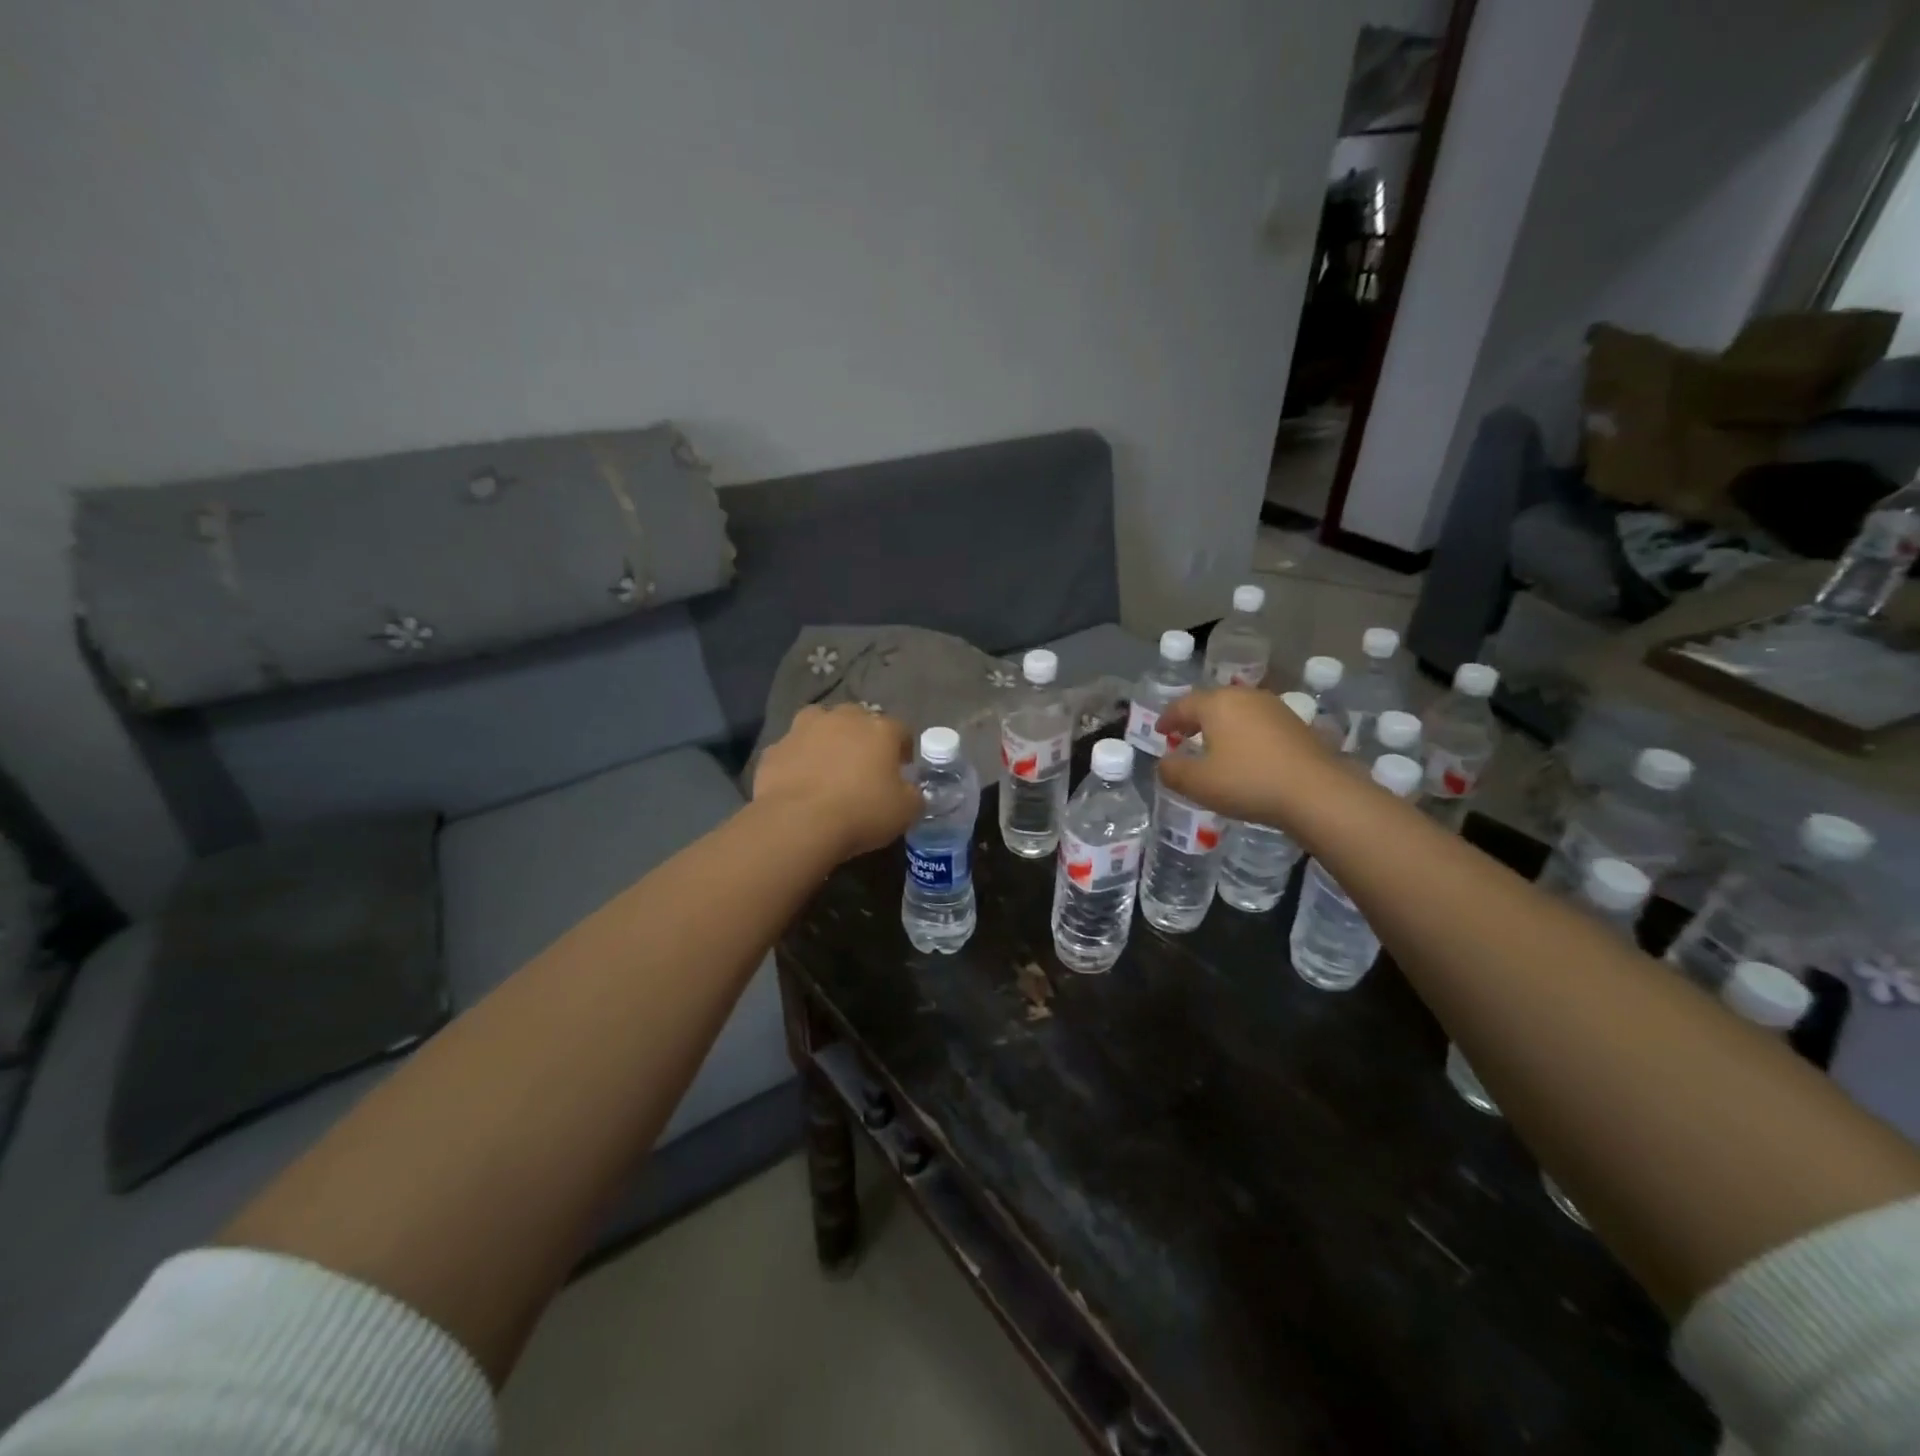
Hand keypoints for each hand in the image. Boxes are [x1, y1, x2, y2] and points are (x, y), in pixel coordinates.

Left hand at [753, 704, 921, 860]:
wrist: (798, 823)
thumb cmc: (862, 812)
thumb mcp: (906, 811)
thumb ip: (913, 795)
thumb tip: (910, 790)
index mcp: (880, 729)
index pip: (900, 730)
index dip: (903, 749)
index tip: (901, 770)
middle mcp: (843, 718)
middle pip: (858, 718)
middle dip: (863, 737)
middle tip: (863, 766)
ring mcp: (804, 729)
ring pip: (820, 723)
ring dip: (826, 738)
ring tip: (827, 765)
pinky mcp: (775, 748)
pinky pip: (792, 750)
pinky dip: (797, 760)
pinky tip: (798, 782)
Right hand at [1155, 687, 1337, 824]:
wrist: (1317, 793)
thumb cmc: (1248, 782)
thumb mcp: (1198, 783)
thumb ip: (1172, 771)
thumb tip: (1164, 763)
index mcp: (1217, 703)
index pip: (1182, 704)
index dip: (1167, 718)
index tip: (1160, 732)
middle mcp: (1245, 696)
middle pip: (1211, 702)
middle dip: (1194, 718)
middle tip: (1183, 735)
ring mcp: (1275, 708)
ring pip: (1237, 710)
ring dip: (1221, 725)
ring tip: (1213, 745)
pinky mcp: (1296, 724)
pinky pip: (1258, 723)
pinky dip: (1244, 734)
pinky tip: (1245, 754)